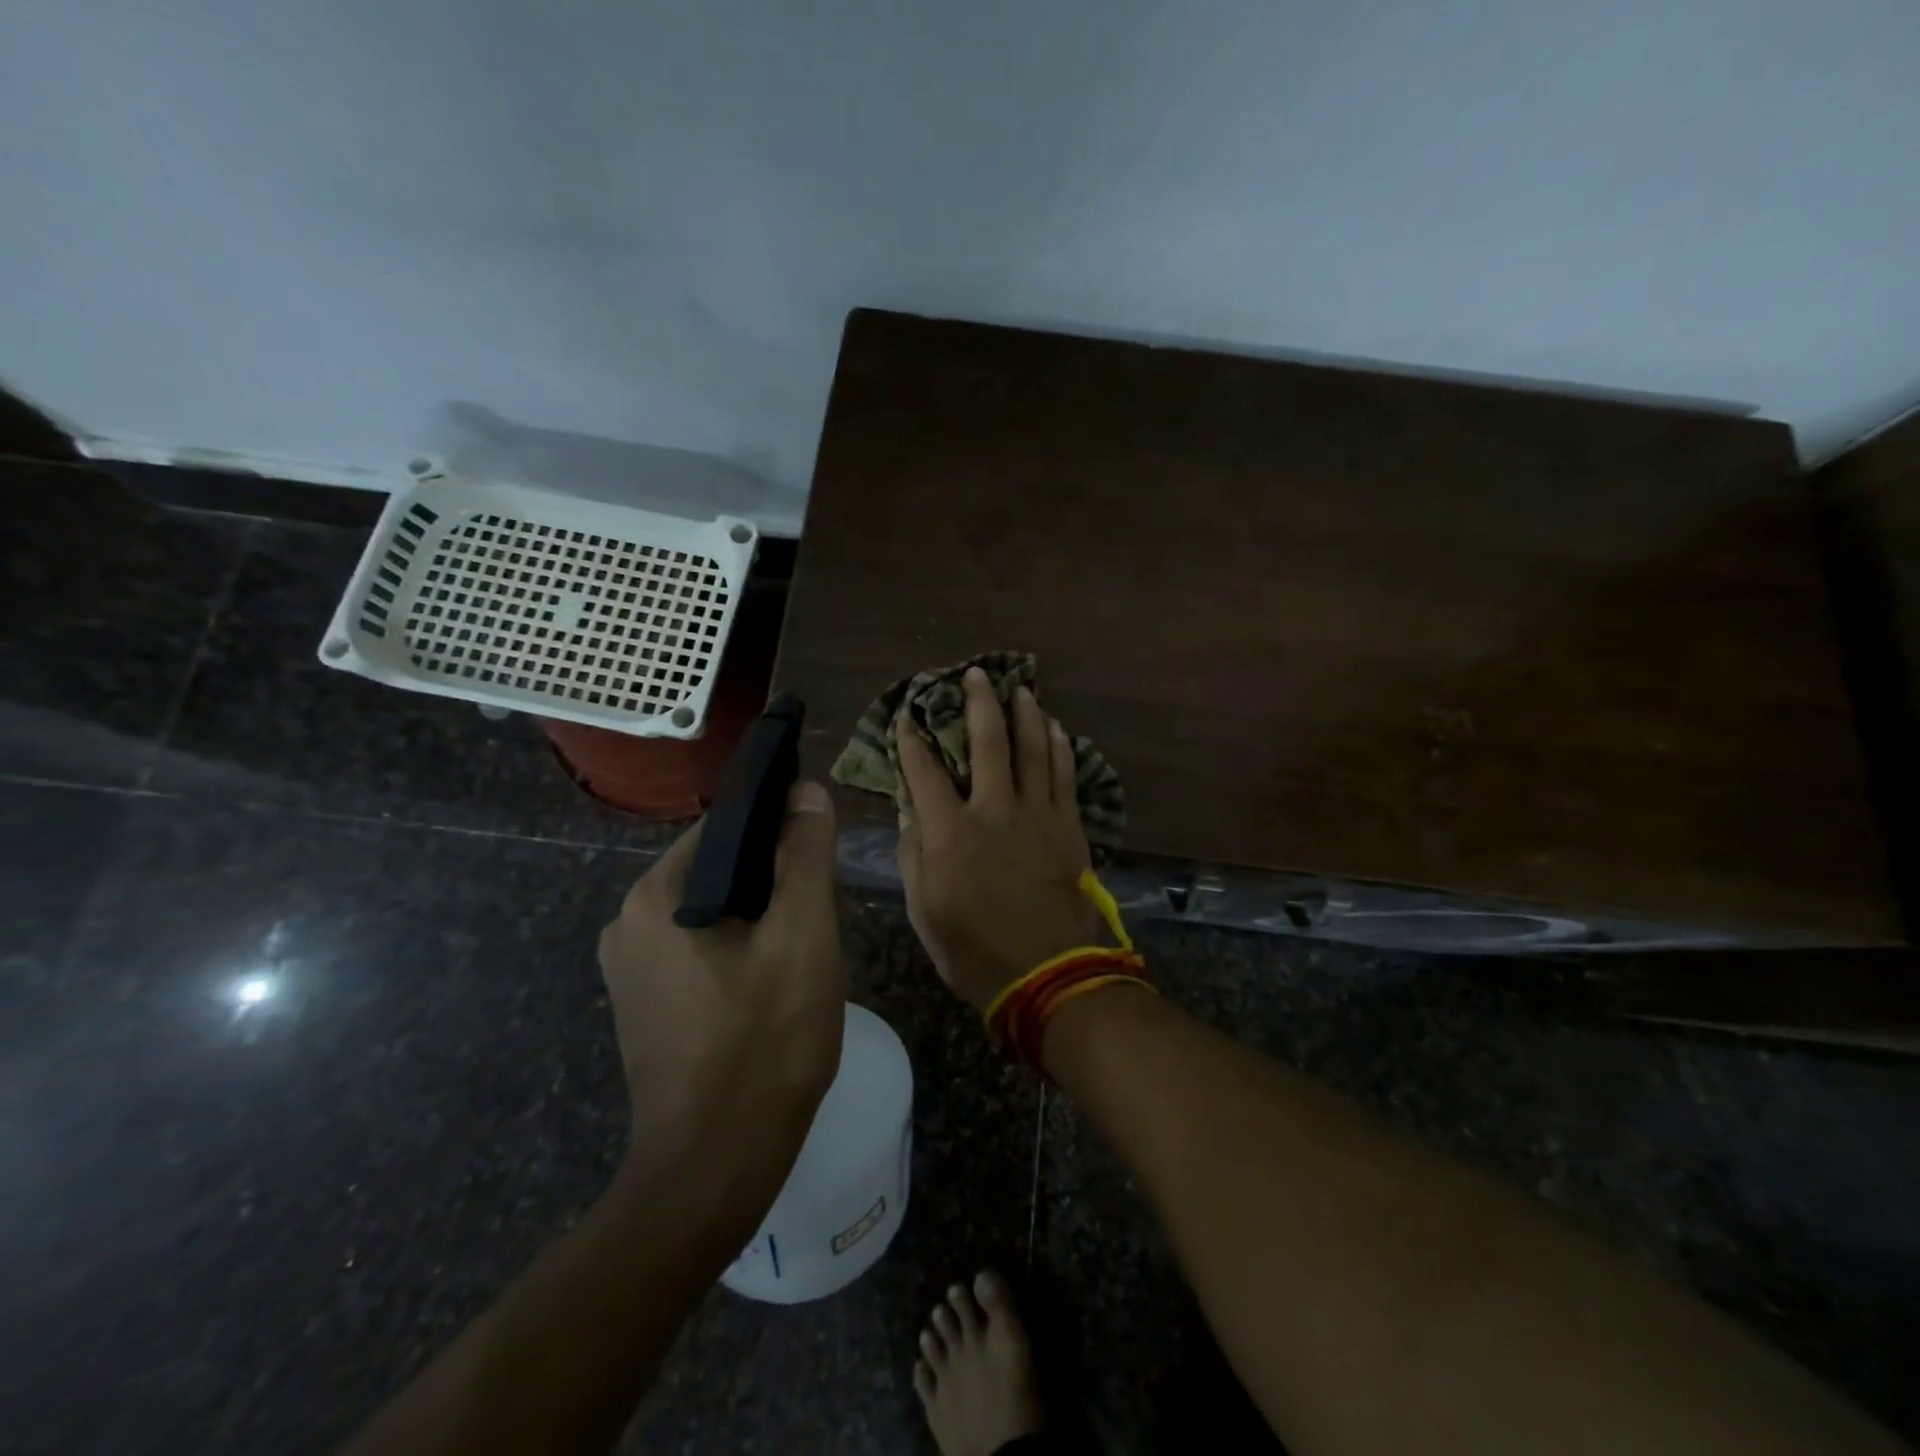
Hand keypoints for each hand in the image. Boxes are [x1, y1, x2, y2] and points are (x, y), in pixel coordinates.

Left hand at [598, 782, 845, 1163]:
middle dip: (773, 878)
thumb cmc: (765, 1041)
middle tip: (821, 911)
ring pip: (712, 910)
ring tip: (804, 947)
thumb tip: (806, 792)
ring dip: (760, 916)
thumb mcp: (803, 935)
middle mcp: (626, 922)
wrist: (714, 1168)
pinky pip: (698, 949)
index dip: (780, 825)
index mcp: (656, 895)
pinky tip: (773, 981)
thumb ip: (806, 855)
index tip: (822, 848)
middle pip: (718, 868)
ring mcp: (629, 969)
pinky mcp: (643, 1005)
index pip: (725, 826)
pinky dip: (738, 948)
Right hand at [897, 667, 1102, 1012]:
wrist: (1048, 975)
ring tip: (1021, 690)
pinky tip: (1057, 730)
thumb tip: (913, 815)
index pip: (924, 773)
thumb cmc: (974, 950)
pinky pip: (1065, 776)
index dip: (912, 742)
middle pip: (987, 743)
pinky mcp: (1069, 827)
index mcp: (950, 833)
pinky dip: (1060, 748)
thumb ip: (914, 856)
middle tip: (976, 675)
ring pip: (1033, 750)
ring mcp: (1037, 815)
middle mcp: (994, 811)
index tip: (906, 718)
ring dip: (1026, 715)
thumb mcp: (923, 911)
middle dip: (978, 704)